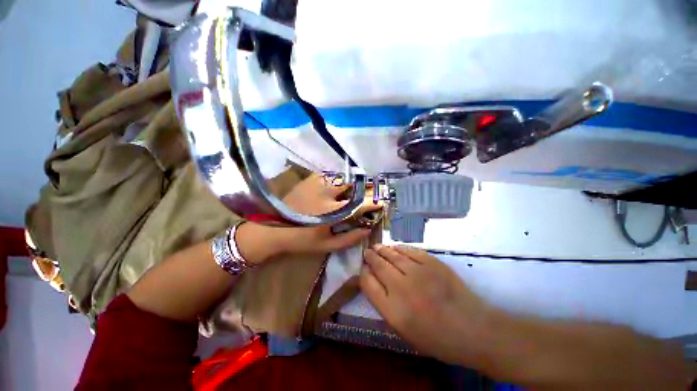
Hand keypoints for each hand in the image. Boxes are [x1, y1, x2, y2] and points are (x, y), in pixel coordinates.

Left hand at [279, 173, 382, 253]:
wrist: (273, 229)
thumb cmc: (302, 240)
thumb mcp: (327, 246)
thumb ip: (350, 238)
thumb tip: (367, 228)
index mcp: (332, 212)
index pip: (359, 205)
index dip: (373, 203)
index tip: (382, 202)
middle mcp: (327, 194)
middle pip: (353, 185)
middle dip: (364, 188)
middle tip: (368, 193)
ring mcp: (317, 184)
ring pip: (342, 178)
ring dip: (351, 183)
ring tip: (353, 190)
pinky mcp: (309, 180)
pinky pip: (329, 175)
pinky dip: (337, 179)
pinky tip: (336, 185)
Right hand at [360, 245, 499, 364]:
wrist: (472, 329)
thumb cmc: (436, 337)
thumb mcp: (404, 331)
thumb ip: (385, 305)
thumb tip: (374, 282)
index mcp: (392, 310)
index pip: (368, 284)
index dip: (363, 273)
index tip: (363, 269)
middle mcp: (402, 288)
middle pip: (378, 265)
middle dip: (370, 257)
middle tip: (367, 252)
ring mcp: (418, 272)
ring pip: (392, 255)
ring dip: (382, 250)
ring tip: (376, 247)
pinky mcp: (432, 262)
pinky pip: (409, 250)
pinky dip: (399, 248)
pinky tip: (395, 247)